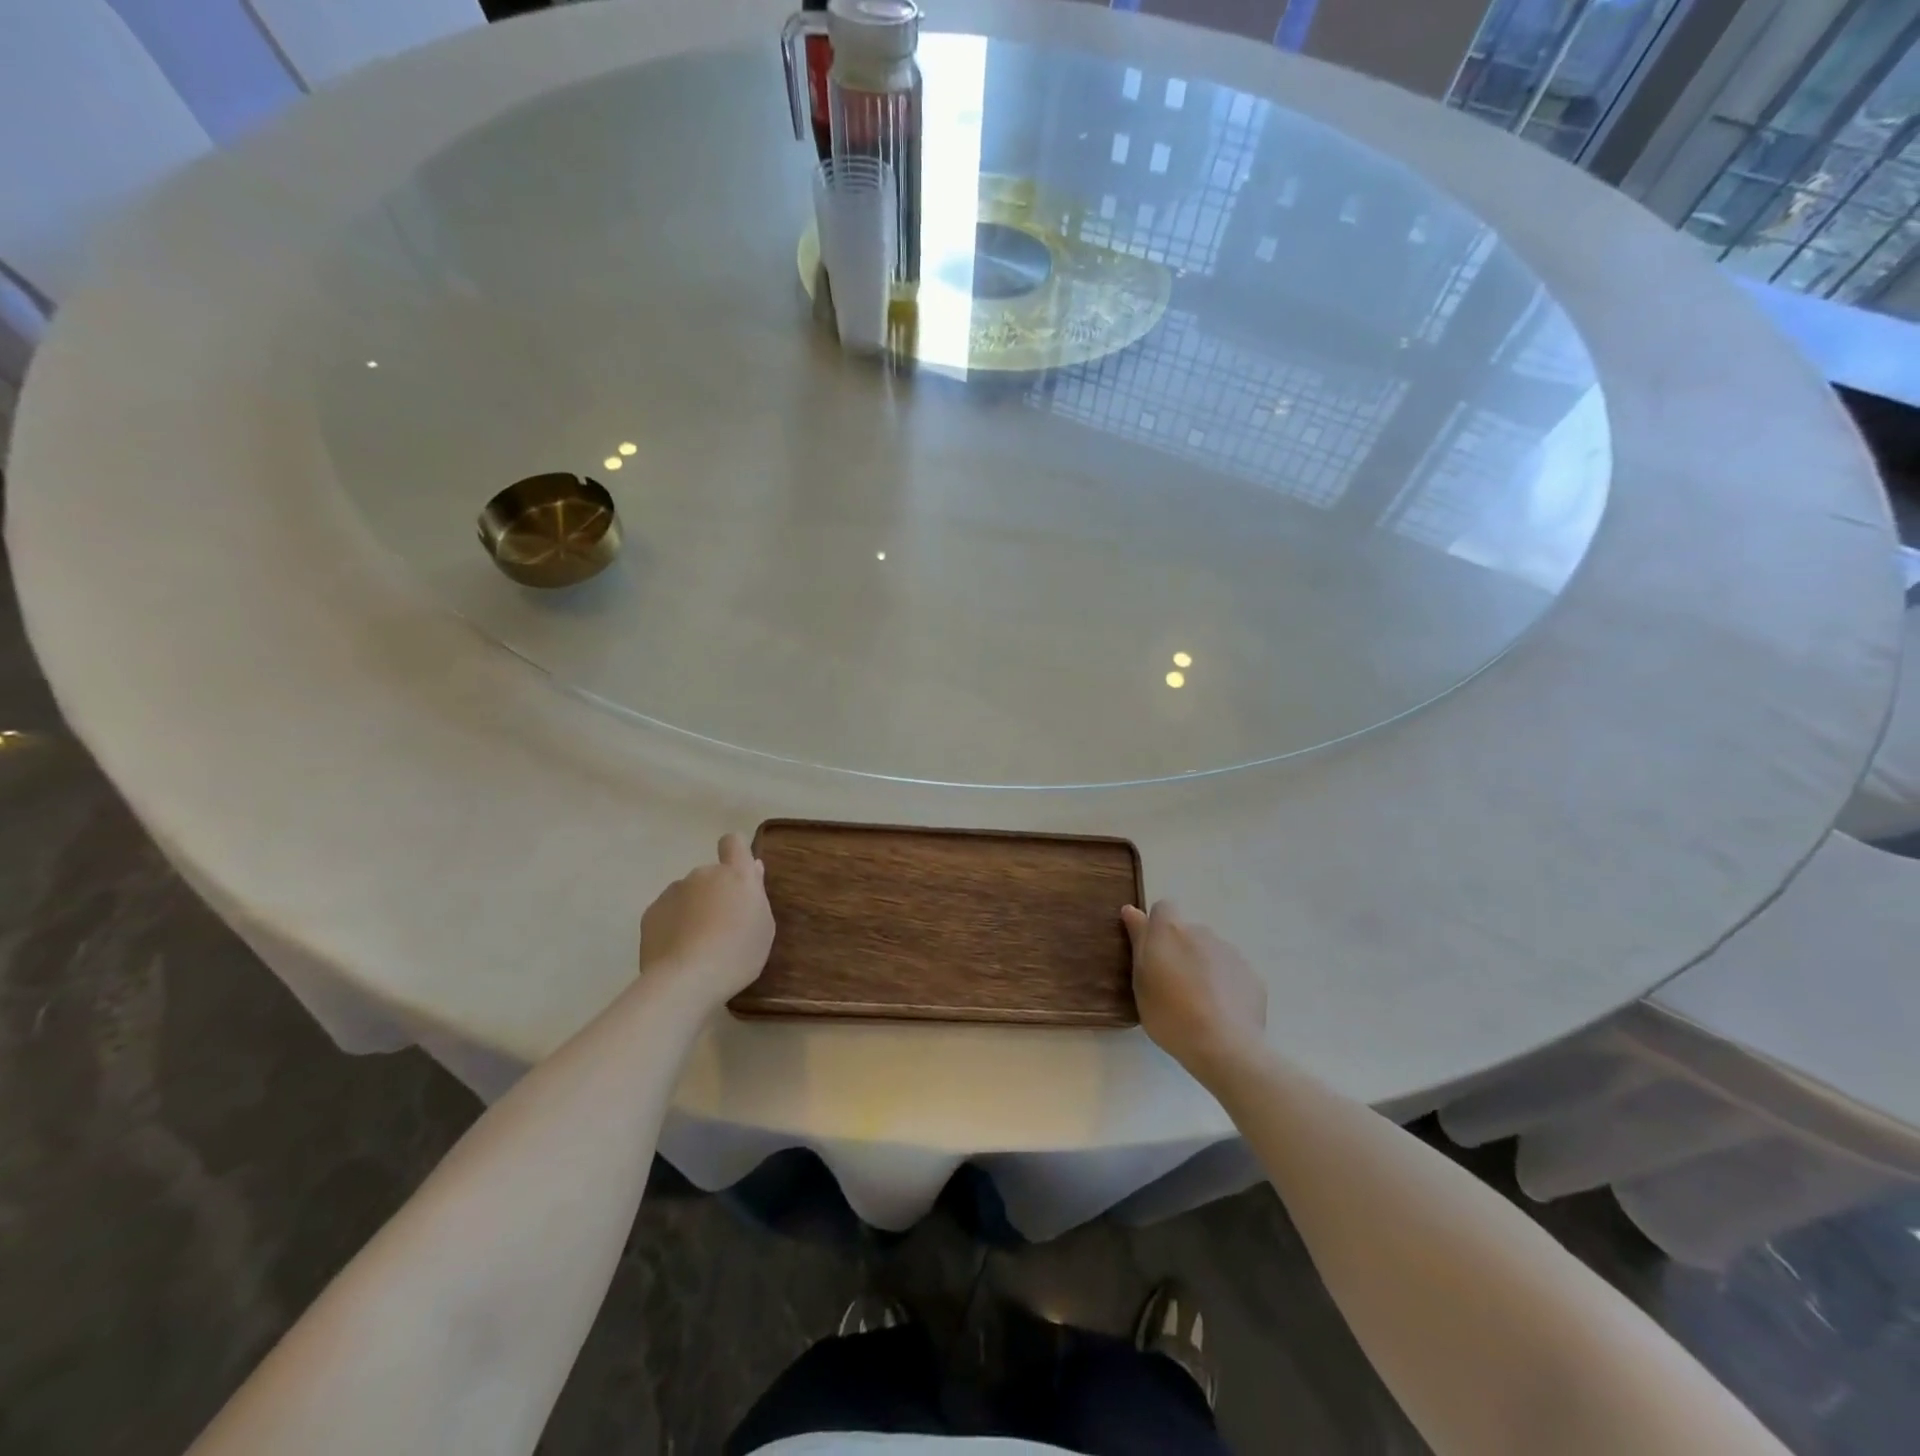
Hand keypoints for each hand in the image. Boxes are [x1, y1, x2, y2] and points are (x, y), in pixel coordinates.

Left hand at [639, 834, 775, 1005]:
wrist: (686, 980)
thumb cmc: (737, 953)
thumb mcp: (763, 927)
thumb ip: (757, 894)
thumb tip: (753, 869)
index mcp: (736, 874)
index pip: (733, 842)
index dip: (735, 853)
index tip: (738, 875)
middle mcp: (703, 874)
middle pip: (710, 876)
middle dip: (715, 894)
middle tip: (722, 928)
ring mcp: (673, 891)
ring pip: (687, 895)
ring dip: (693, 910)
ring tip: (697, 945)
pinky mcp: (651, 912)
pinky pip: (667, 913)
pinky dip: (673, 926)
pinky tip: (677, 952)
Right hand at [1121, 899, 1267, 1080]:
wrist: (1225, 1047)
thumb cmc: (1170, 1014)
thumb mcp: (1140, 981)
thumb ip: (1138, 941)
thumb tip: (1132, 911)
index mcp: (1170, 931)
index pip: (1163, 908)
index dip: (1156, 926)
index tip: (1152, 953)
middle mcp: (1202, 932)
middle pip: (1187, 932)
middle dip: (1180, 950)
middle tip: (1172, 985)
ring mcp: (1231, 952)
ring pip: (1211, 952)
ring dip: (1203, 966)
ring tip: (1199, 1003)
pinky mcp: (1253, 975)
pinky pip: (1232, 972)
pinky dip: (1225, 985)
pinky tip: (1222, 1013)